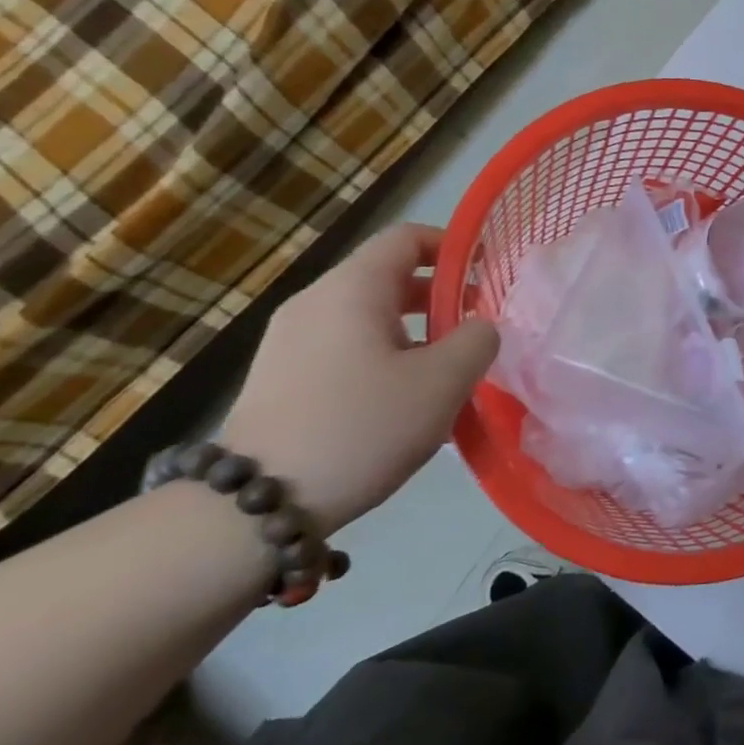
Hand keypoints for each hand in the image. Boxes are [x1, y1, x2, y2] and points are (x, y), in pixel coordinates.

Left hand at [221, 224, 498, 533]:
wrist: (255, 507)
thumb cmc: (362, 426)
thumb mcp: (443, 381)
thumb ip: (477, 340)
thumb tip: (478, 327)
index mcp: (351, 289)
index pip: (406, 238)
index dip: (453, 246)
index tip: (488, 272)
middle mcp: (314, 302)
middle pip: (388, 276)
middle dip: (440, 296)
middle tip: (476, 328)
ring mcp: (290, 340)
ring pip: (368, 315)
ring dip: (415, 331)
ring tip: (446, 371)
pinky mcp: (280, 377)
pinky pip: (345, 346)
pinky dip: (383, 355)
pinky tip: (403, 401)